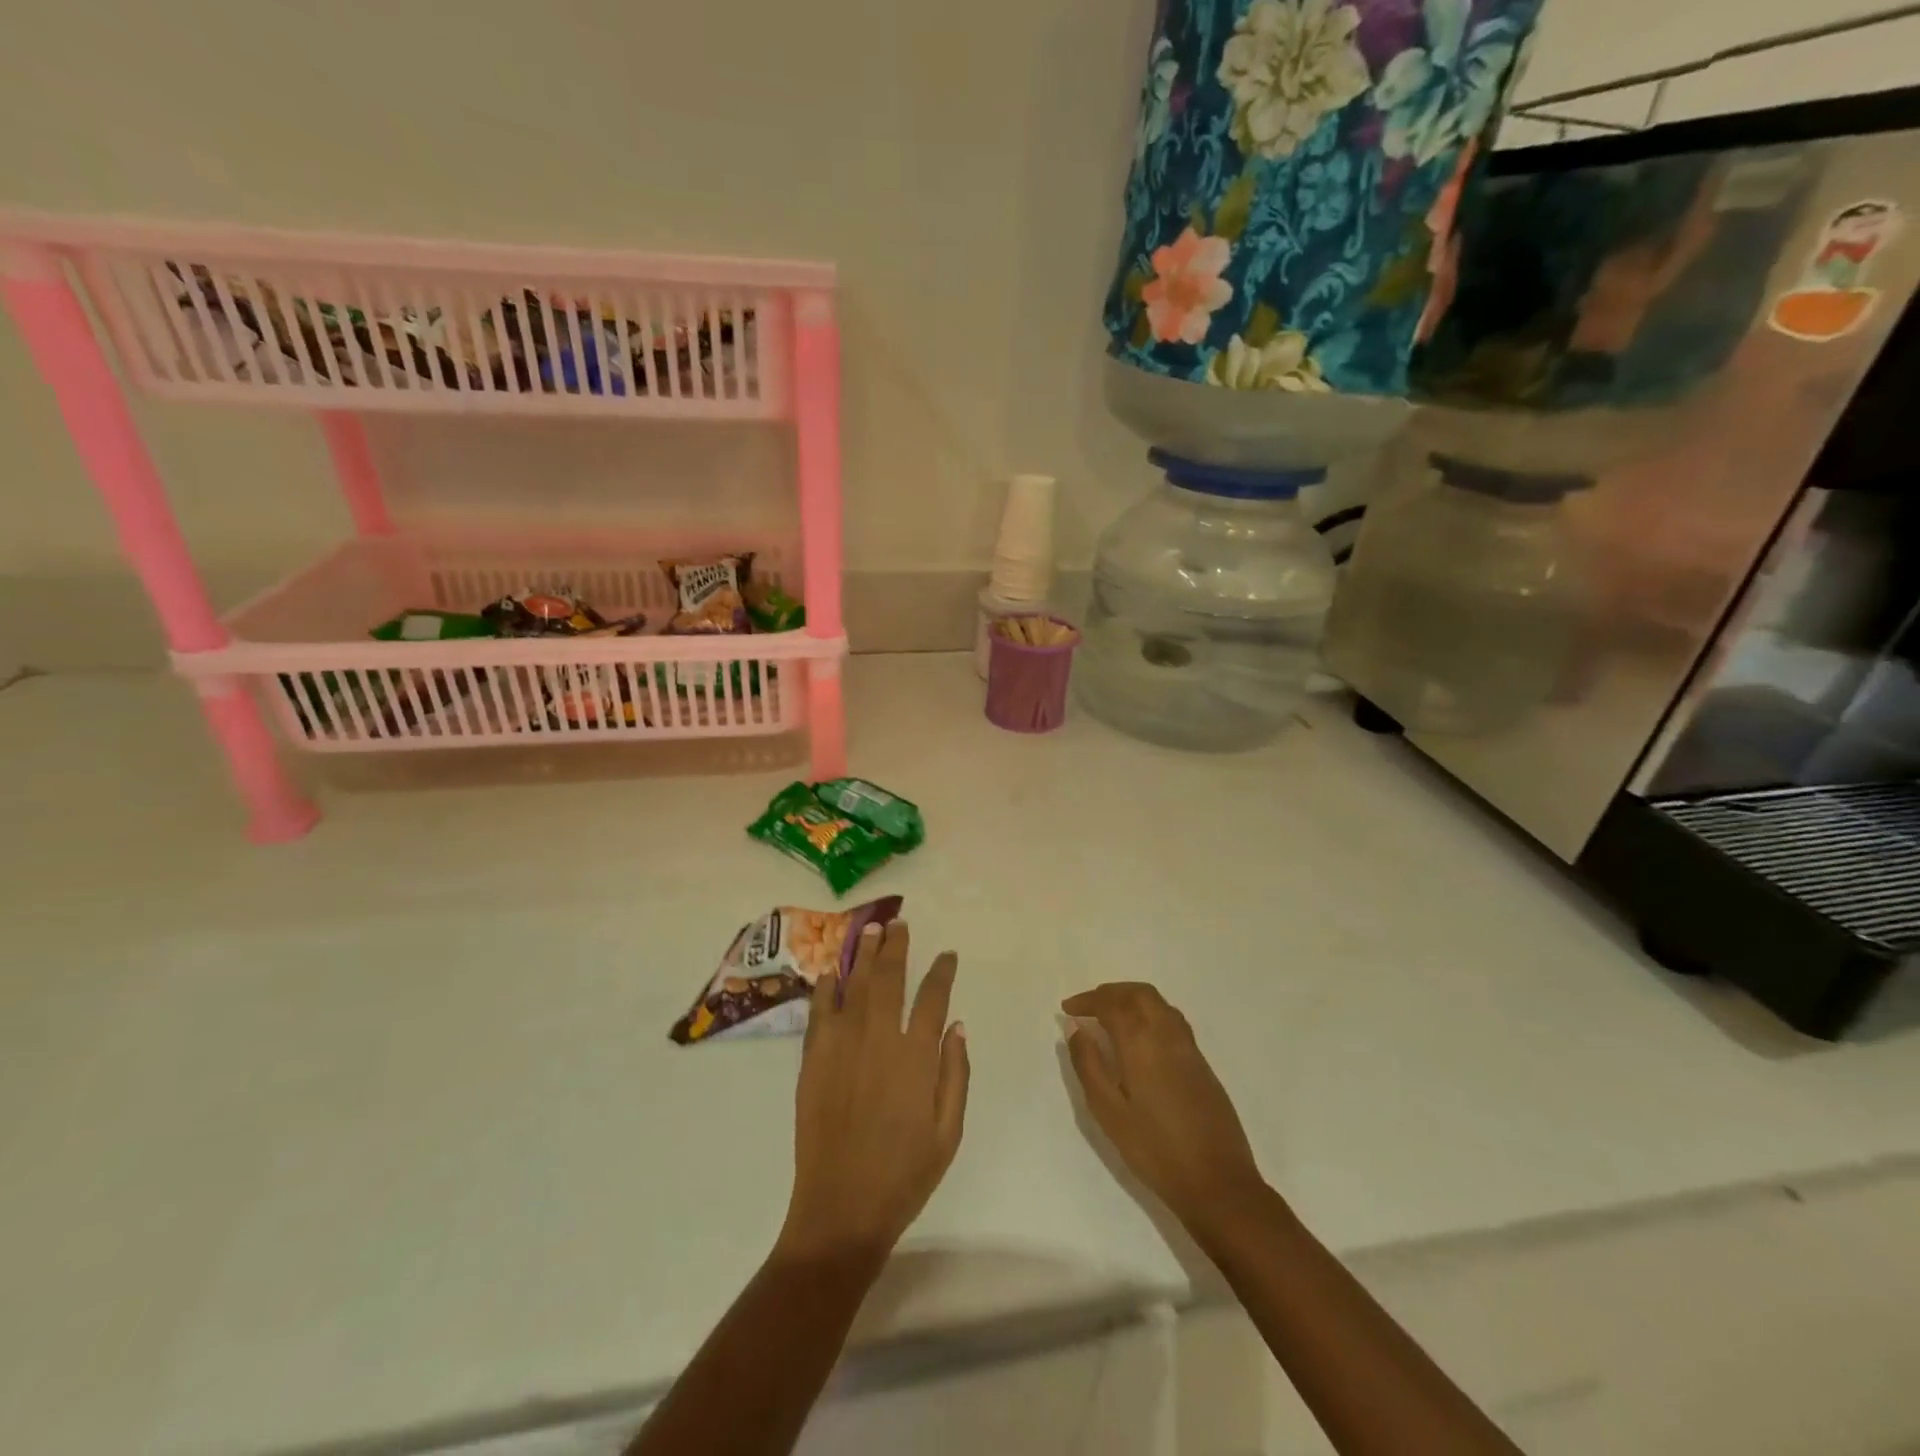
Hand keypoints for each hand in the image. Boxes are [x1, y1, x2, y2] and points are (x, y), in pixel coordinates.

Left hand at [778, 921, 968, 1268]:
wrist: (841, 1210)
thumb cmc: (904, 1174)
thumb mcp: (948, 1132)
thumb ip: (955, 1074)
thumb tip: (956, 1025)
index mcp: (916, 1058)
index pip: (932, 998)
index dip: (941, 971)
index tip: (946, 954)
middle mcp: (878, 1041)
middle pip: (889, 980)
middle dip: (895, 947)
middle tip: (898, 923)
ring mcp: (842, 1047)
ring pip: (854, 987)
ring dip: (863, 956)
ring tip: (869, 929)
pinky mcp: (813, 1061)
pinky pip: (820, 1013)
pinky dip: (826, 989)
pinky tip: (831, 972)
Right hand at [1063, 982, 1264, 1233]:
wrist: (1218, 1182)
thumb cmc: (1154, 1149)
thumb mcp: (1108, 1111)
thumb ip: (1089, 1064)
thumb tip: (1076, 1029)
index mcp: (1141, 1041)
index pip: (1111, 1003)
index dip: (1087, 1000)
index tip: (1068, 1008)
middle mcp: (1167, 1034)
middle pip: (1139, 993)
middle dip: (1111, 992)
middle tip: (1088, 1006)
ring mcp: (1189, 1047)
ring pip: (1159, 1003)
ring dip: (1131, 998)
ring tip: (1110, 1016)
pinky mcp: (1201, 1063)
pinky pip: (1172, 1019)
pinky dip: (1149, 1013)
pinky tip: (1139, 1038)